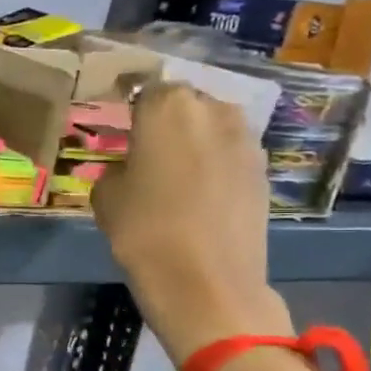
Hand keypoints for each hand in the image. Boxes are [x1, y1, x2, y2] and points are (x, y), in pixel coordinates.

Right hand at [90, 82, 291, 364]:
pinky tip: (196, 194)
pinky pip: (229, 156)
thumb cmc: (142, 230)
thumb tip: (131, 167)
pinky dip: (213, 166)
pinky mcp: (264, 171)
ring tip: (171, 173)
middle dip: (166, 121)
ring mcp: (246, 140)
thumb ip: (118, 167)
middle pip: (185, 104)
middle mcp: (213, 111)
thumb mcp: (106, 195)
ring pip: (212, 128)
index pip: (145, 90)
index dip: (131, 108)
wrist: (205, 281)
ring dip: (193, 142)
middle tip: (144, 150)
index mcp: (168, 108)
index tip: (119, 126)